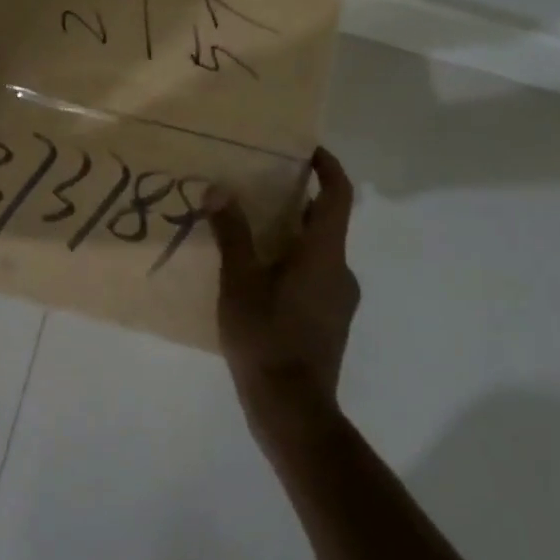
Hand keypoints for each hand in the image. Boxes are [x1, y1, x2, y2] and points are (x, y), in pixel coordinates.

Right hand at [207, 147, 359, 441]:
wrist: (293, 410)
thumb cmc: (266, 338)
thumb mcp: (239, 282)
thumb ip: (231, 234)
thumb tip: (219, 190)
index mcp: (324, 254)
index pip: (337, 196)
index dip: (327, 167)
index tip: (306, 149)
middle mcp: (340, 271)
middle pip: (326, 222)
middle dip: (298, 200)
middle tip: (261, 187)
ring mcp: (339, 300)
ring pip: (319, 251)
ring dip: (292, 234)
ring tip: (251, 230)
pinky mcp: (330, 321)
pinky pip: (315, 275)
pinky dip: (292, 262)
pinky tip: (258, 275)